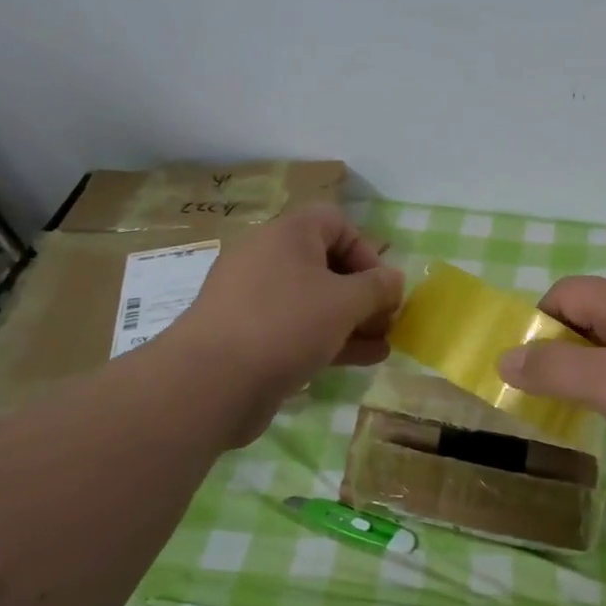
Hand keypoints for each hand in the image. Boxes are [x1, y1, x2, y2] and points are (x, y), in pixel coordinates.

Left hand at [156, 205, 403, 447]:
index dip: (366, 250)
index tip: (381, 285)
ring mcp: (255, 299)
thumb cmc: (286, 325)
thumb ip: (378, 288)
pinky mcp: (249, 336)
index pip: (336, 222)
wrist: (210, 383)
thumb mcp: (345, 302)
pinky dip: (329, 338)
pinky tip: (362, 359)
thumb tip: (394, 280)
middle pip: (327, 264)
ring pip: (315, 300)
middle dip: (364, 292)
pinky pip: (297, 327)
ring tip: (383, 344)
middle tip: (386, 319)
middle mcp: (267, 258)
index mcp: (286, 234)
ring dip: (353, 320)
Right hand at [496, 276, 605, 487]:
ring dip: (591, 361)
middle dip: (563, 344)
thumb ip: (551, 369)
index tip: (533, 366)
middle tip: (554, 388)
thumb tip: (505, 358)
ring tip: (585, 400)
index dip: (540, 322)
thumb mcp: (604, 383)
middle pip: (590, 310)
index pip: (566, 291)